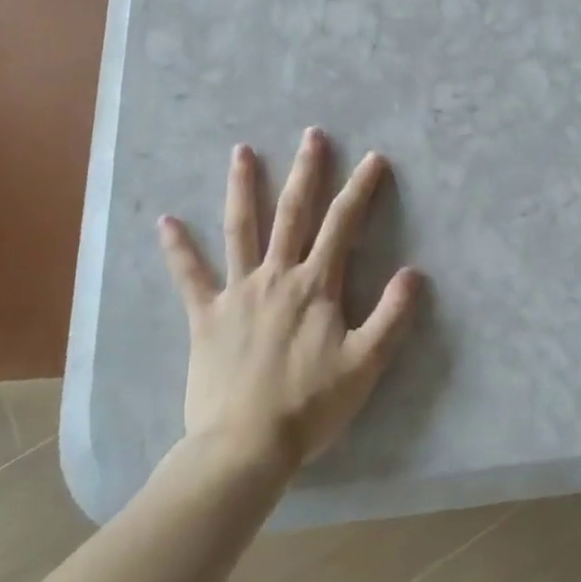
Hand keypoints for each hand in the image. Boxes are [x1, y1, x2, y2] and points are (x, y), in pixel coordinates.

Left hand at [158, 128, 422, 470]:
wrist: (245, 446)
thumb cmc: (310, 405)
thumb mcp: (365, 364)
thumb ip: (392, 316)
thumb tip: (414, 272)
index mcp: (316, 285)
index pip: (343, 224)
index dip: (360, 188)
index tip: (373, 158)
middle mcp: (277, 276)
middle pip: (293, 213)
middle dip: (305, 171)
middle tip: (311, 135)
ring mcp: (238, 292)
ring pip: (241, 229)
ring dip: (242, 188)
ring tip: (241, 151)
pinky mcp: (206, 316)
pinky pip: (190, 277)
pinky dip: (178, 249)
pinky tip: (166, 221)